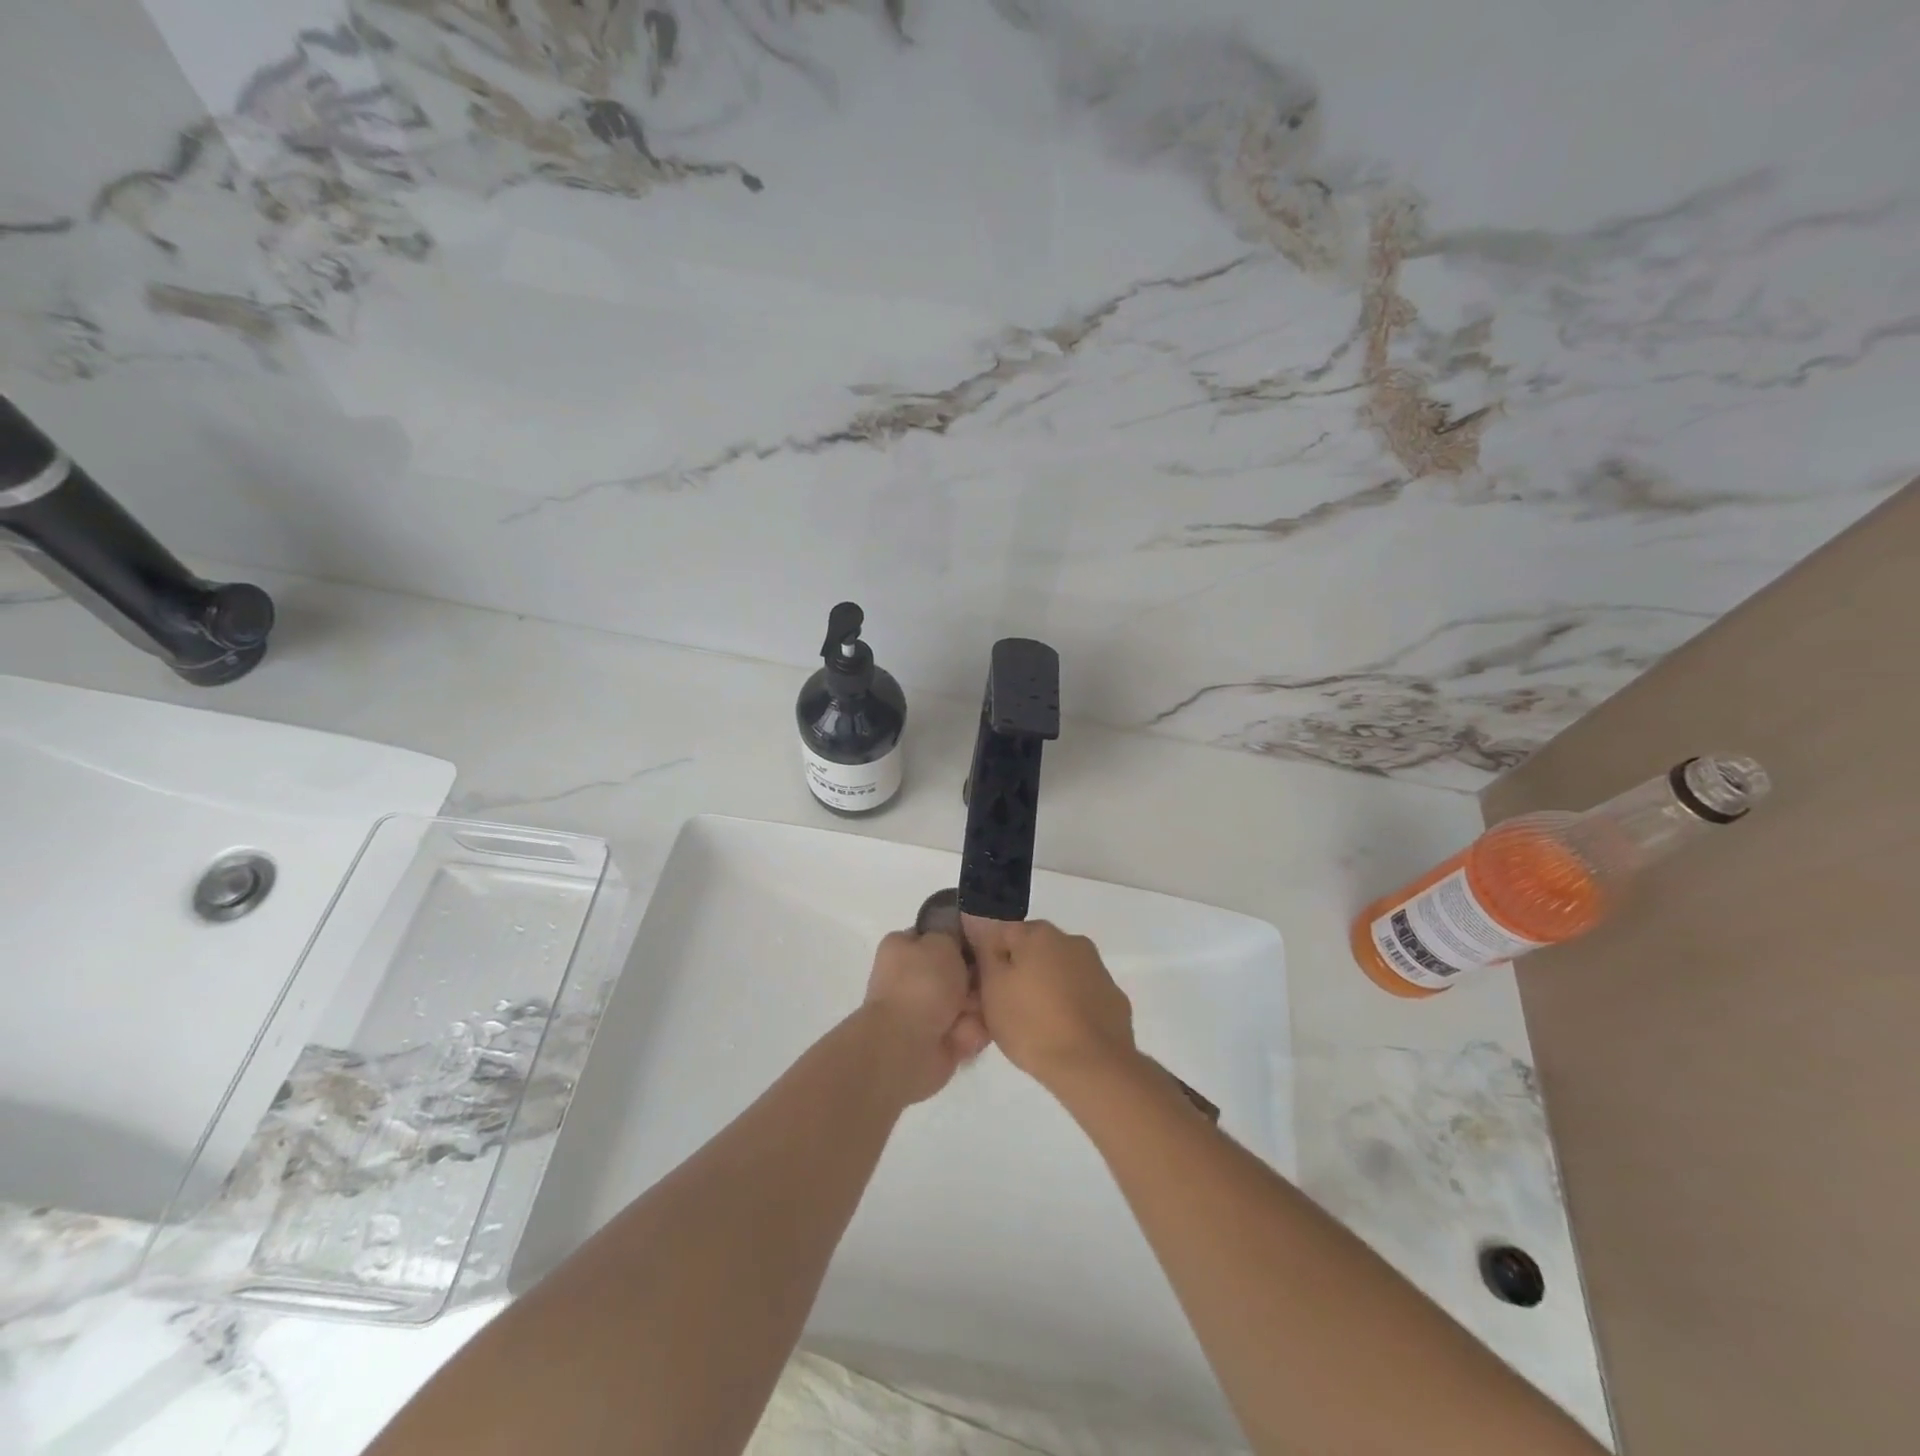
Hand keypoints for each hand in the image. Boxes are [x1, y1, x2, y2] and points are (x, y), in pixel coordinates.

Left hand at [861, 930, 988, 1102]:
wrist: (907, 1046)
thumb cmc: (922, 984)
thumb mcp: (941, 941)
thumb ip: (953, 933)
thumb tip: (958, 937)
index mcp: (903, 949)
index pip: (938, 936)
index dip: (961, 939)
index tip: (981, 943)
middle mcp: (912, 978)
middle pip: (959, 971)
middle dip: (975, 978)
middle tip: (981, 980)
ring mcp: (925, 1011)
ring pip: (969, 1001)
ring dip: (976, 1006)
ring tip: (971, 1012)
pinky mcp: (939, 1040)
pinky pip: (970, 1029)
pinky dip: (971, 1032)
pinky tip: (965, 1033)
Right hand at [961, 917, 1135, 1091]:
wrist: (1093, 1067)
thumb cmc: (1032, 1024)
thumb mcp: (992, 989)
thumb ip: (986, 953)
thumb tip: (982, 927)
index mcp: (1039, 933)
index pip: (1002, 933)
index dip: (989, 959)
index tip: (984, 987)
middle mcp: (1072, 940)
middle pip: (1034, 950)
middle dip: (1020, 971)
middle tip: (1007, 1006)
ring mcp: (1097, 968)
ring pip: (1060, 971)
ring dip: (1047, 986)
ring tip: (1035, 1023)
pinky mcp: (1114, 997)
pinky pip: (1082, 994)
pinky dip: (1071, 1004)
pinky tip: (1063, 1031)